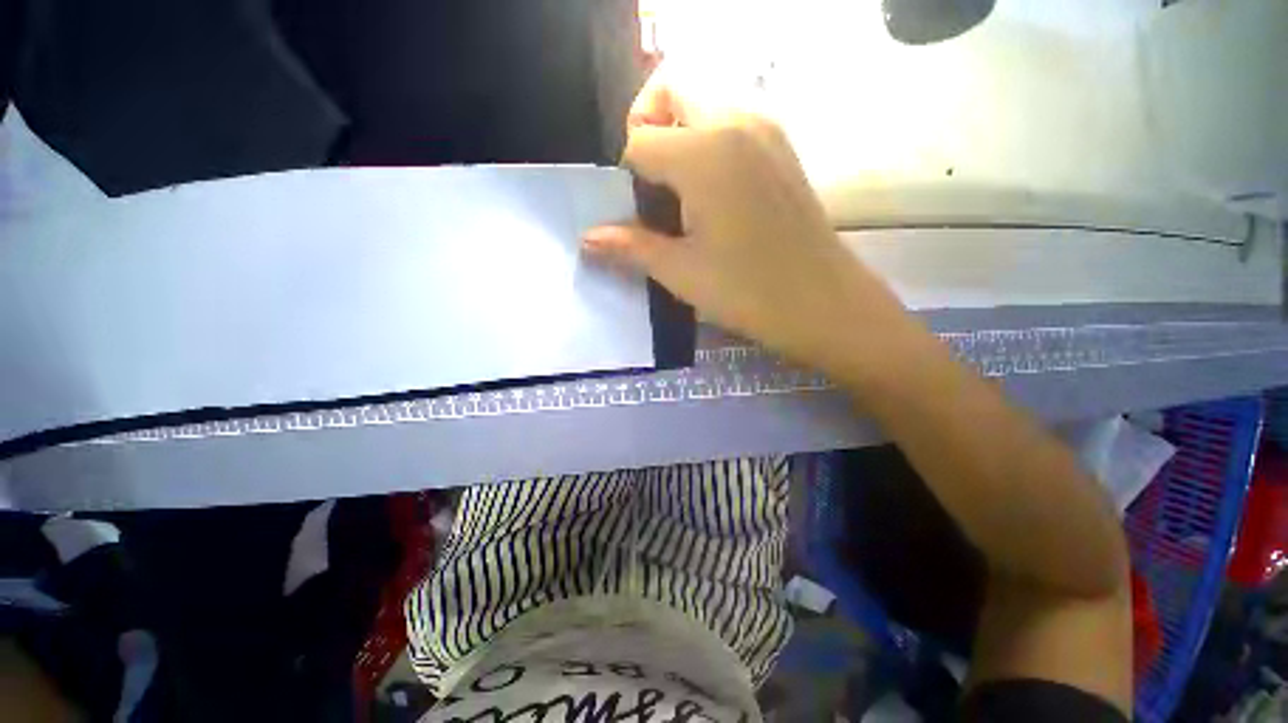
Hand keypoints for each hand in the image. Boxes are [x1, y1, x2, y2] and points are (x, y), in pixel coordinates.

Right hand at [584, 68, 912, 382]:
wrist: (822, 303)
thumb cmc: (747, 291)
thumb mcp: (680, 272)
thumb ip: (629, 247)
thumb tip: (587, 239)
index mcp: (705, 151)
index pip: (639, 139)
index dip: (628, 178)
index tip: (638, 216)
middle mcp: (737, 121)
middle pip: (672, 92)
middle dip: (648, 130)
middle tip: (651, 188)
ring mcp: (767, 130)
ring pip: (703, 104)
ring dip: (678, 137)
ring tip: (681, 198)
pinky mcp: (782, 148)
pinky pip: (731, 124)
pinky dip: (707, 144)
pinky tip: (713, 197)